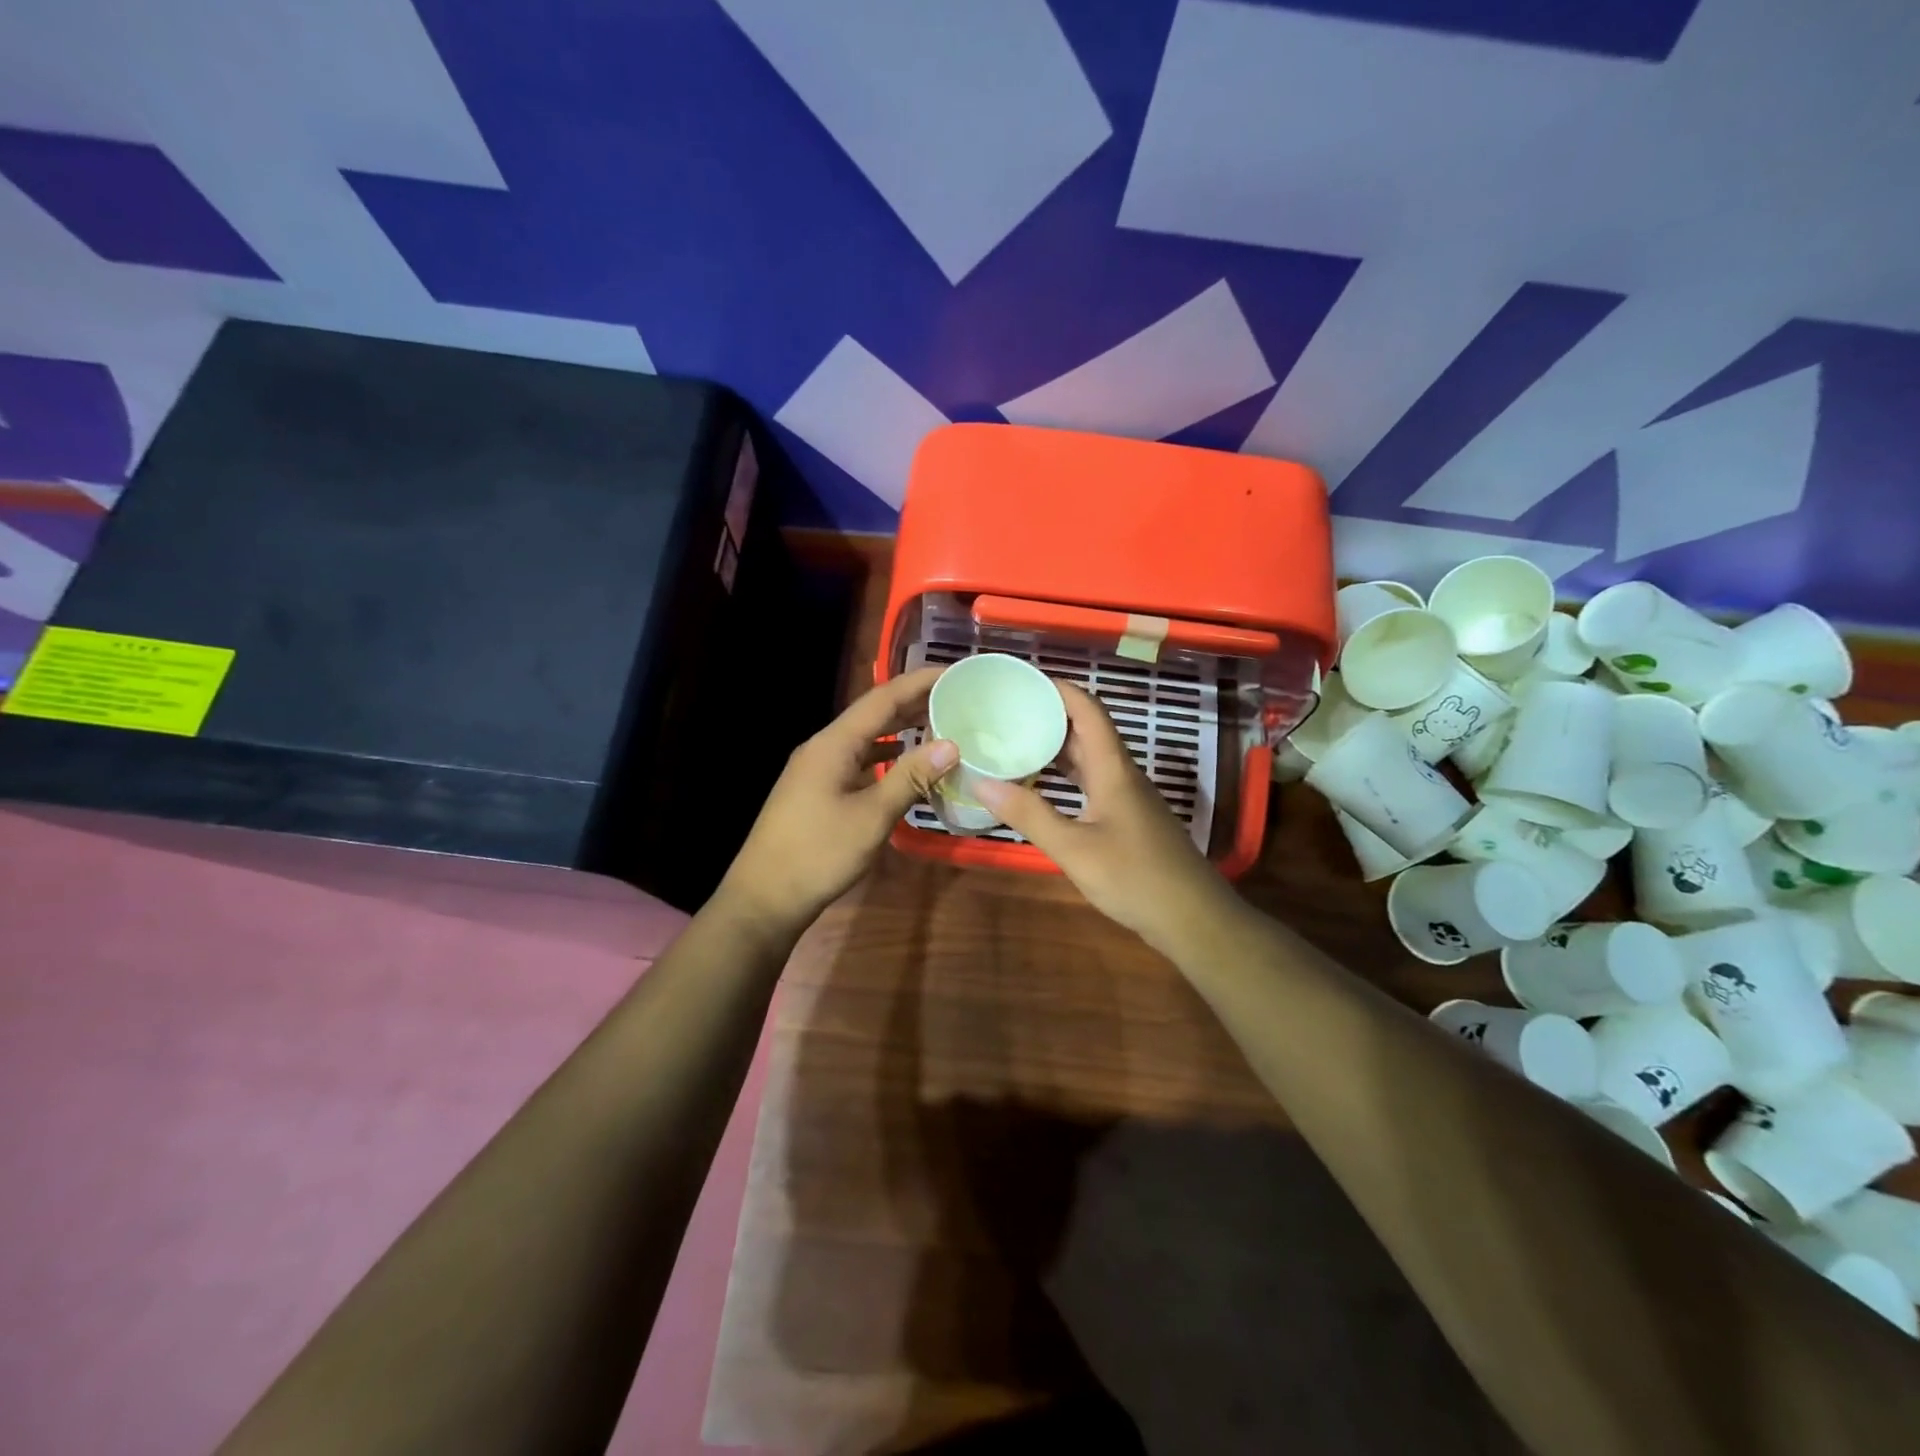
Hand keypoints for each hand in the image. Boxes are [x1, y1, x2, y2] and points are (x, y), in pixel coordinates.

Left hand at [717, 666, 955, 937]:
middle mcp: (823, 748)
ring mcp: (817, 770)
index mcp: (833, 744)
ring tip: (939, 723)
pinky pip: (858, 762)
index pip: (882, 699)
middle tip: (956, 696)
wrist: (764, 898)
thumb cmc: (818, 854)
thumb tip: (951, 744)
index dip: (919, 681)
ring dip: (900, 729)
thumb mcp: (872, 816)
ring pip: (865, 739)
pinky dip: (886, 757)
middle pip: (873, 714)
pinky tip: (905, 764)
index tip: (955, 672)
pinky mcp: (817, 791)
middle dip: (913, 702)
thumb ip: (910, 777)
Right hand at [975, 682, 1239, 956]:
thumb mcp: (1074, 848)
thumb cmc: (1134, 878)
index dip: (1059, 689)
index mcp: (1113, 769)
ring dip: (1057, 747)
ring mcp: (1128, 798)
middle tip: (1006, 712)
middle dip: (1050, 716)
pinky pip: (1092, 783)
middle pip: (1087, 731)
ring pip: (1090, 759)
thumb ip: (1029, 814)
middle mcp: (1122, 775)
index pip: (1088, 711)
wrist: (1192, 918)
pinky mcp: (1128, 820)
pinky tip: (1042, 788)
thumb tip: (981, 782)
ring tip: (1015, 743)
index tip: (1023, 680)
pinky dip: (1066, 777)